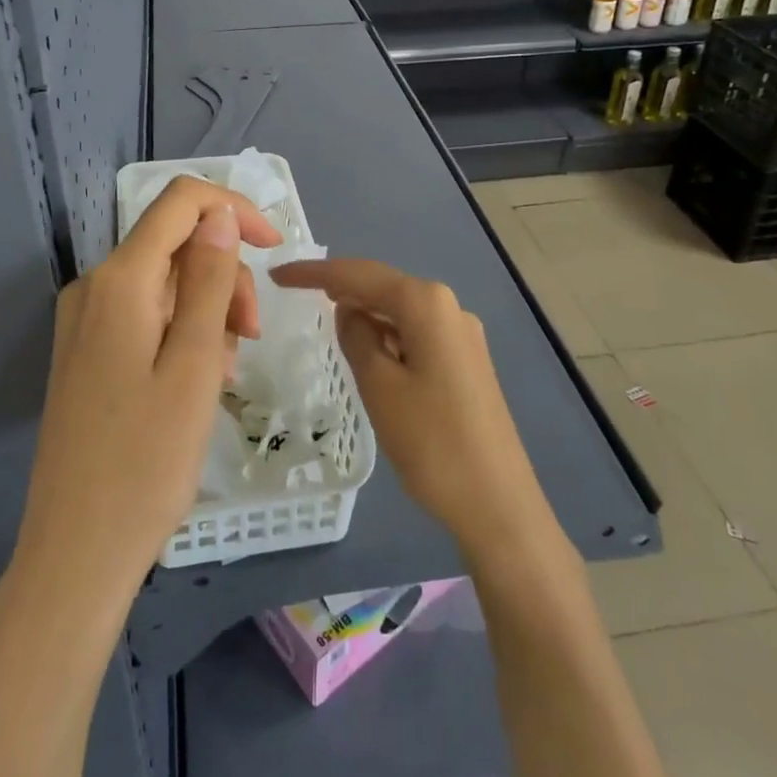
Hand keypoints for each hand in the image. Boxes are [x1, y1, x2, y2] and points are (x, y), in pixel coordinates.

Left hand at [9, 176, 281, 615]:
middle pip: (175, 245)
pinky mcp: (87, 352)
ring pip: (165, 282)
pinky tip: (197, 381)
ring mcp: (85, 321)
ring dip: (207, 310)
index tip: (275, 247)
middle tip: (248, 338)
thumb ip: (208, 280)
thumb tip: (219, 216)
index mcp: (119, 281)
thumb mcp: (194, 364)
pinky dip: (182, 333)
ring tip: (223, 373)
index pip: (181, 202)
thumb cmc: (146, 462)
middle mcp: (95, 287)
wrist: (76, 552)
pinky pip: (146, 316)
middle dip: (224, 275)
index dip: (233, 210)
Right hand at [269, 259, 552, 560]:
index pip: (359, 275)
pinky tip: (368, 347)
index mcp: (427, 304)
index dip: (314, 271)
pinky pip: (415, 332)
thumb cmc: (432, 443)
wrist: (499, 504)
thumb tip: (350, 311)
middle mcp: (449, 307)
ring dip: (364, 310)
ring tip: (325, 315)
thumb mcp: (380, 386)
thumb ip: (357, 337)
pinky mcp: (465, 362)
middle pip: (382, 285)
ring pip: (399, 309)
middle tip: (294, 289)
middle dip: (340, 285)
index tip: (277, 275)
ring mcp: (462, 335)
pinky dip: (386, 333)